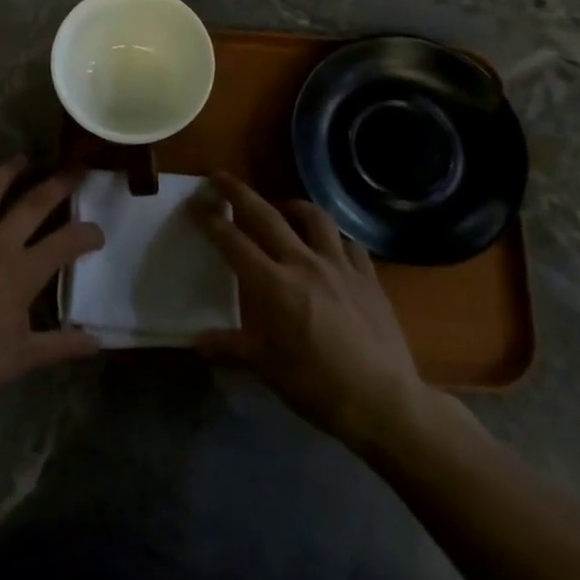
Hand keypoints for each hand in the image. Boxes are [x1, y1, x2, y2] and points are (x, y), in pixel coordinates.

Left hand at [0, 157, 104, 410]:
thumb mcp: (22, 357)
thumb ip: (61, 345)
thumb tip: (97, 342)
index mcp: (23, 271)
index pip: (66, 242)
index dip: (87, 234)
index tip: (97, 233)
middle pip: (33, 203)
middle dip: (58, 184)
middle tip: (74, 169)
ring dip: (8, 172)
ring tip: (22, 158)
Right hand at [196, 172, 430, 453]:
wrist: (383, 401)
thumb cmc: (316, 385)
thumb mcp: (266, 367)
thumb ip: (230, 346)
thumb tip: (197, 342)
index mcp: (273, 284)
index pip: (233, 242)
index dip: (211, 221)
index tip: (196, 204)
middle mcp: (303, 263)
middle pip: (266, 215)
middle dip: (239, 193)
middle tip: (221, 177)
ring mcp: (340, 266)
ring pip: (314, 218)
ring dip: (292, 205)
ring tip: (282, 207)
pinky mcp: (369, 277)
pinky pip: (350, 244)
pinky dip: (335, 238)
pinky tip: (331, 245)